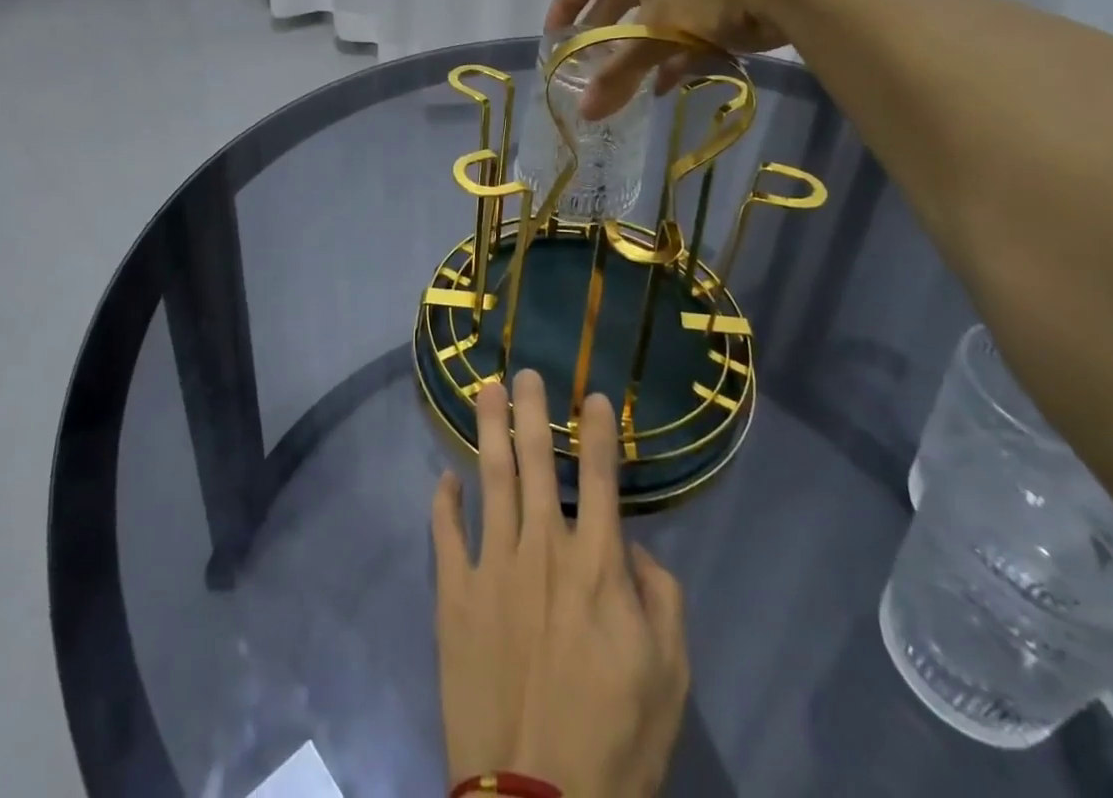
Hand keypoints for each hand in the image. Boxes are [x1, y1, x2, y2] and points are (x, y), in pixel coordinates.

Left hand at [432, 369, 689, 797]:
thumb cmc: (616, 740)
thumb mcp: (669, 675)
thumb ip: (660, 597)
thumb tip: (629, 546)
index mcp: (596, 565)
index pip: (599, 478)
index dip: (598, 432)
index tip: (593, 396)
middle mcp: (542, 549)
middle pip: (536, 461)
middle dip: (532, 411)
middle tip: (525, 371)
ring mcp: (492, 568)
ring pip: (490, 479)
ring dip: (488, 429)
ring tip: (486, 391)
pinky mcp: (454, 596)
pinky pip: (446, 534)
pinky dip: (444, 501)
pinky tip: (444, 477)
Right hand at [545, 0, 844, 117]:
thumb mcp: (654, 34)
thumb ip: (619, 73)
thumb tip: (584, 112)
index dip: (566, 2)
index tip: (554, 35)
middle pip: (619, 0)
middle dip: (601, 32)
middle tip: (587, 65)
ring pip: (654, 20)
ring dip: (638, 51)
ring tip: (626, 84)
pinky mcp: (724, 5)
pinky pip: (687, 34)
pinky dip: (673, 58)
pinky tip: (667, 85)